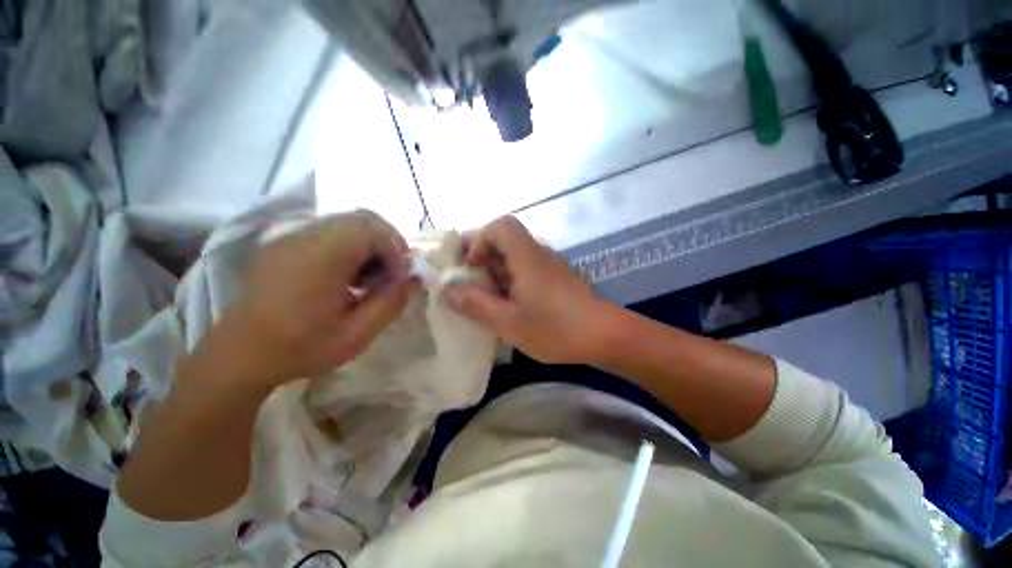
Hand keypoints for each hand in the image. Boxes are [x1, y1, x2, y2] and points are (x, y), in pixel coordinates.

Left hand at [182, 210, 412, 390]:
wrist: (239, 356)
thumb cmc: (299, 347)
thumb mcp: (357, 334)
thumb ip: (391, 302)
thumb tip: (414, 279)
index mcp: (321, 256)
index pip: (373, 228)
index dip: (396, 249)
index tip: (399, 278)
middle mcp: (305, 236)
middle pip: (362, 219)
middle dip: (387, 243)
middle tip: (391, 274)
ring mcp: (292, 237)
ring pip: (348, 223)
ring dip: (370, 245)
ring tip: (369, 279)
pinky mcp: (286, 244)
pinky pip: (330, 232)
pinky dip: (351, 247)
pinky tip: (347, 277)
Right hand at [445, 216, 610, 363]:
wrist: (604, 335)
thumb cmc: (555, 328)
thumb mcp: (508, 322)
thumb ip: (476, 305)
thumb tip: (448, 292)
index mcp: (526, 256)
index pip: (500, 225)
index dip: (479, 240)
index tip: (471, 267)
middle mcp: (539, 253)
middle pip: (505, 240)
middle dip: (483, 259)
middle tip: (471, 286)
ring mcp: (550, 265)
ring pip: (515, 256)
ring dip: (496, 272)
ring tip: (487, 299)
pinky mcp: (556, 278)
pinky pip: (527, 269)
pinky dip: (511, 281)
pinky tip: (510, 305)